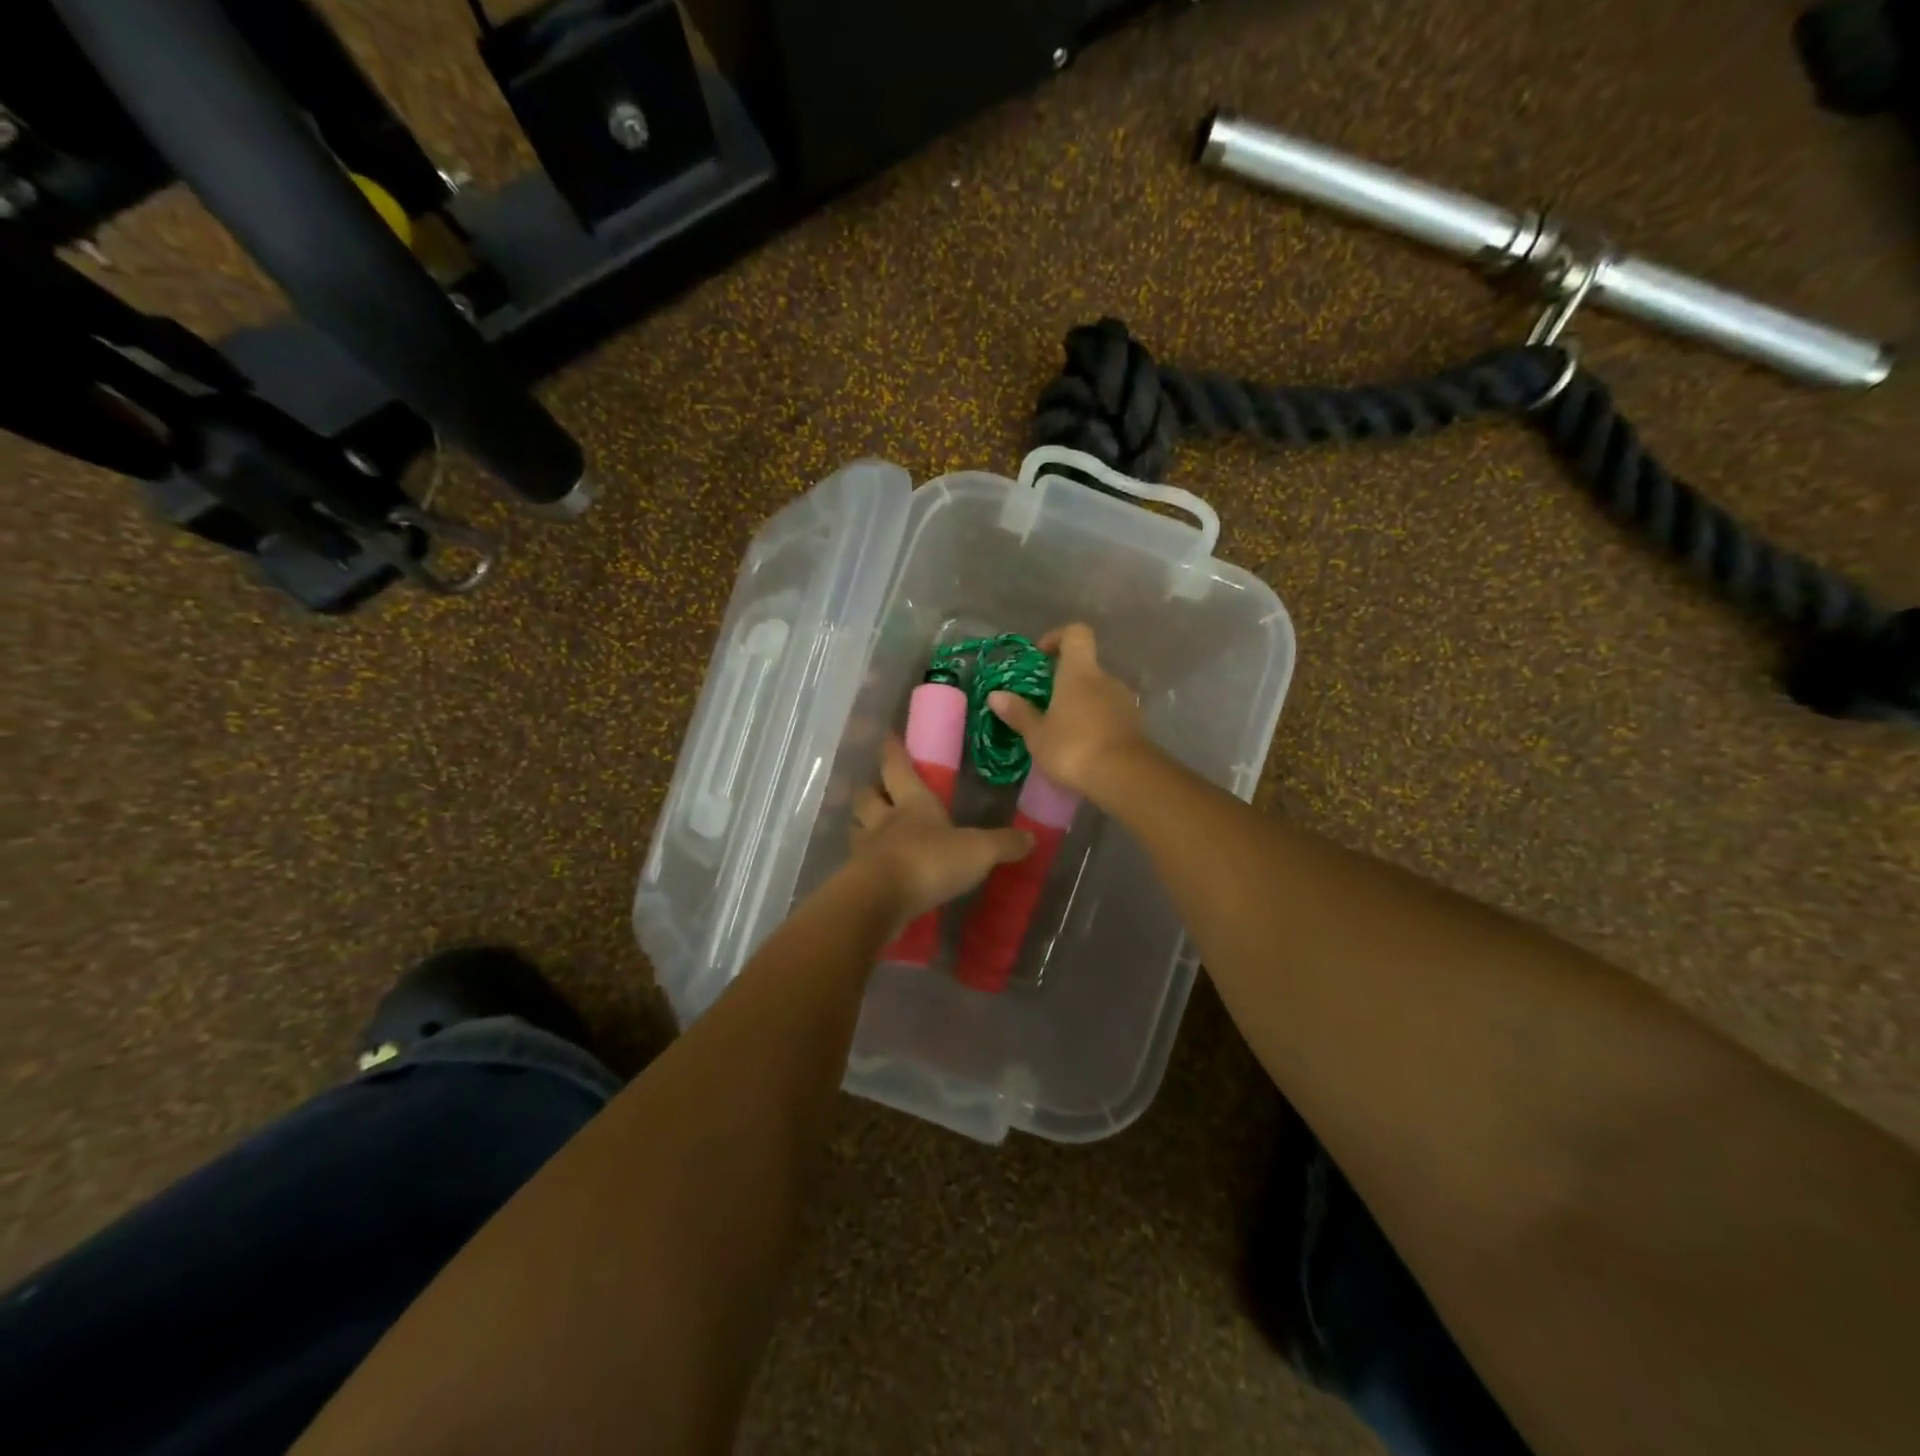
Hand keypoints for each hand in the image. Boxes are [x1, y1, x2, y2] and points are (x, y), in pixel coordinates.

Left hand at [850, 738, 1032, 926]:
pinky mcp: (858, 881)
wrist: (882, 900)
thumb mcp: (978, 851)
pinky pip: (858, 865)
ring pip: (857, 828)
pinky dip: (863, 863)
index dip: (893, 752)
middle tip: (876, 787)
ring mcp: (867, 850)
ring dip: (861, 824)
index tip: (887, 738)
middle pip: (868, 797)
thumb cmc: (930, 861)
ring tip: (868, 826)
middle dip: (871, 790)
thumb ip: (1003, 844)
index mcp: (913, 803)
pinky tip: (874, 870)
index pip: (898, 768)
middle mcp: (885, 821)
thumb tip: (1031, 837)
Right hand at [987, 624, 1150, 799]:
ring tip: (1062, 730)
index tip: (1041, 656)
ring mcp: (1125, 701)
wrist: (1124, 777)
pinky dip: (1096, 722)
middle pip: (1086, 666)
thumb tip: (995, 695)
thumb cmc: (1073, 747)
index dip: (1058, 638)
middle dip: (1065, 681)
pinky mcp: (1135, 724)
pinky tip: (1083, 746)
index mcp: (1080, 672)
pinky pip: (1110, 713)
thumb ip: (1018, 713)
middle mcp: (1106, 679)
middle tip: (1045, 704)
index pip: (1076, 633)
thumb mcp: (1038, 734)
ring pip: (1099, 692)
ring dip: (1081, 703)